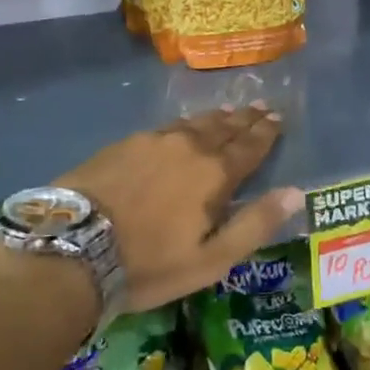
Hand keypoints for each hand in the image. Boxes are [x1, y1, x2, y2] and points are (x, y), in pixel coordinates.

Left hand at [56, 106, 302, 311]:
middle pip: (224, 127)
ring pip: (194, 123)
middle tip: (260, 106)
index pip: (249, 146)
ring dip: (216, 118)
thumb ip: (255, 224)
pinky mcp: (124, 144)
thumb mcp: (211, 259)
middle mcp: (188, 147)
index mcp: (214, 173)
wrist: (73, 246)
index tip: (277, 116)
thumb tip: (296, 192)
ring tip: (228, 112)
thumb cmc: (149, 263)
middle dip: (245, 118)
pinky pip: (166, 126)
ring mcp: (153, 141)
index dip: (266, 132)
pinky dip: (184, 124)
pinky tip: (182, 126)